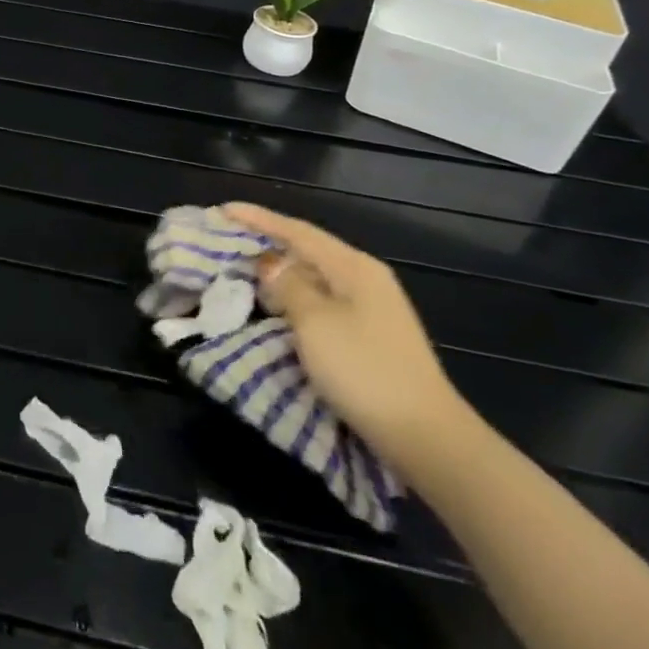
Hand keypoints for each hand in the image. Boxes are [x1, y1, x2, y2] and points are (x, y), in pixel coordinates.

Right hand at [225, 202, 472, 478]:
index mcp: (354, 267)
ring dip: (280, 274)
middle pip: (308, 250)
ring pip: (314, 279)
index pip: (298, 231)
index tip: (223, 210)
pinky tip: (276, 307)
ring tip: (244, 272)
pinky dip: (294, 299)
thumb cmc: (365, 370)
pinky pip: (321, 303)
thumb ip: (288, 285)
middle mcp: (365, 280)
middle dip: (268, 243)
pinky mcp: (369, 338)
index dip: (259, 218)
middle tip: (228, 241)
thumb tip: (270, 263)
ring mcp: (371, 310)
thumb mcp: (315, 322)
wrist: (426, 438)